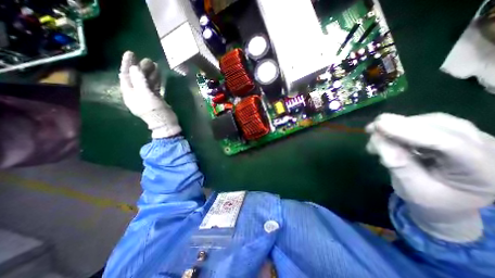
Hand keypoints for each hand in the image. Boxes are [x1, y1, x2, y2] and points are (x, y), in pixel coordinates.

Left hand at [120, 50, 181, 137]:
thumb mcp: (147, 97)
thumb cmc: (156, 113)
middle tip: (148, 59)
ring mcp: (146, 96)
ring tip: (154, 64)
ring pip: (145, 81)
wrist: (166, 125)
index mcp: (130, 94)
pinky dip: (155, 80)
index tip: (131, 53)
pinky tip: (158, 74)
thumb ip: (140, 82)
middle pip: (136, 78)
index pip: (125, 76)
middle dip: (140, 68)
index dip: (127, 64)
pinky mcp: (155, 99)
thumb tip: (135, 68)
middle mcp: (136, 94)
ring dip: (149, 73)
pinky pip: (153, 86)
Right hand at [364, 114, 494, 241]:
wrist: (443, 201)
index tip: (379, 125)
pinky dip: (401, 126)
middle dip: (401, 125)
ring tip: (374, 133)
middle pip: (440, 126)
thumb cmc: (428, 199)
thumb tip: (377, 140)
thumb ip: (397, 164)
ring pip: (431, 121)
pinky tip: (385, 134)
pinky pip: (425, 123)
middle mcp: (487, 150)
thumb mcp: (410, 188)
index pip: (449, 144)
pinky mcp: (454, 133)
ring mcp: (473, 138)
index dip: (410, 132)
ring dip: (399, 125)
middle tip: (371, 128)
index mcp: (483, 173)